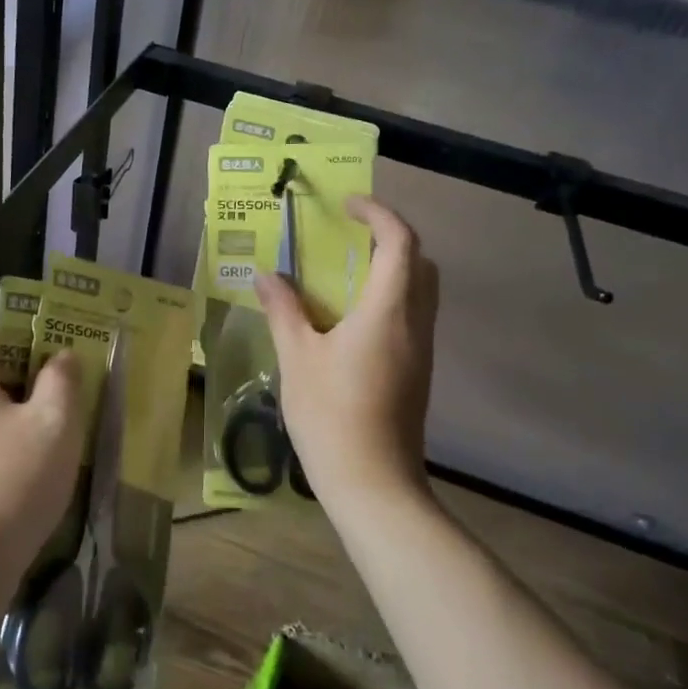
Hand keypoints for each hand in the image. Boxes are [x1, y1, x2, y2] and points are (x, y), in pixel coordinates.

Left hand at [0, 316, 83, 590]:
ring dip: (20, 407)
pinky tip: (32, 463)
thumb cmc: (9, 484)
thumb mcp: (53, 425)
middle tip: (72, 387)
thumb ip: (62, 379)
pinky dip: (2, 437)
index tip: (64, 348)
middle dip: (31, 369)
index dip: (29, 327)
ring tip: (60, 426)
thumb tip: (60, 356)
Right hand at [255, 195, 437, 511]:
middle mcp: (415, 324)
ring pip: (420, 291)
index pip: (400, 242)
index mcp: (388, 311)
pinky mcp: (418, 372)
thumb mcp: (297, 357)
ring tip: (343, 275)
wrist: (373, 484)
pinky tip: (349, 320)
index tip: (348, 204)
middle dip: (390, 239)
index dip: (378, 213)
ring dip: (390, 270)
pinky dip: (389, 299)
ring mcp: (422, 351)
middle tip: (349, 238)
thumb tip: (266, 275)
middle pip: (420, 263)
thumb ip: (283, 310)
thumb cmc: (331, 415)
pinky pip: (412, 317)